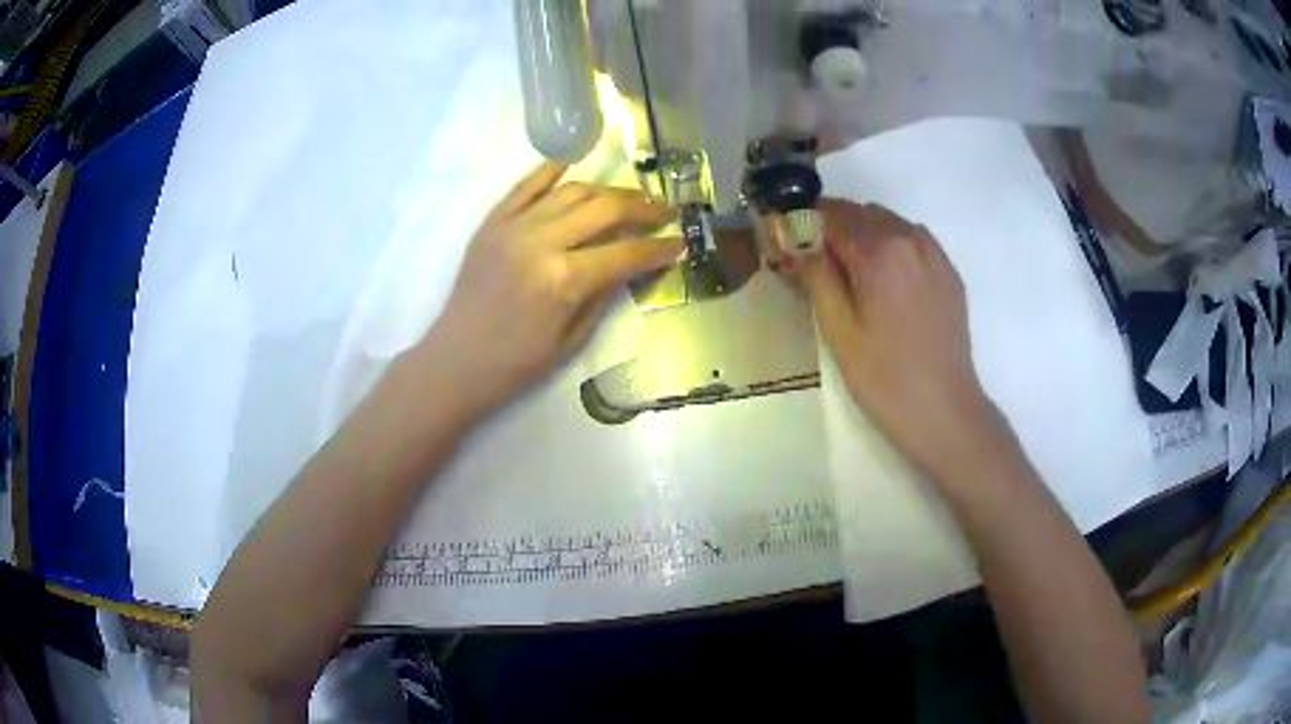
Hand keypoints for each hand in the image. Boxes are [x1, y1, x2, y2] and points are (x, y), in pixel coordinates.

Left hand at [418, 163, 680, 418]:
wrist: (457, 359)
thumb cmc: (517, 362)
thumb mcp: (572, 339)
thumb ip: (605, 294)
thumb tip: (633, 263)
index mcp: (565, 280)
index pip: (626, 252)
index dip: (659, 247)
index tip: (679, 243)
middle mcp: (542, 242)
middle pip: (605, 209)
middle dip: (643, 208)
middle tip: (663, 212)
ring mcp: (514, 226)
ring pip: (573, 191)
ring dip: (608, 190)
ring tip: (628, 198)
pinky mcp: (493, 222)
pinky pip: (527, 185)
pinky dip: (552, 170)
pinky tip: (575, 165)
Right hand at [796, 200, 1008, 481]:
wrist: (942, 410)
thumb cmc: (883, 376)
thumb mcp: (838, 329)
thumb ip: (817, 275)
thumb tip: (796, 242)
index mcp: (880, 251)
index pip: (833, 215)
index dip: (806, 223)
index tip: (791, 242)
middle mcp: (910, 240)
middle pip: (862, 214)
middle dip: (836, 228)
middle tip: (818, 263)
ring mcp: (935, 255)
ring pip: (890, 224)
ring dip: (866, 235)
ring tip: (854, 275)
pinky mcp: (949, 274)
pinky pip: (915, 241)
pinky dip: (894, 247)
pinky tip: (887, 282)